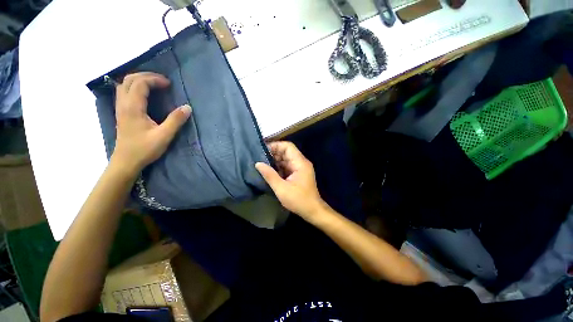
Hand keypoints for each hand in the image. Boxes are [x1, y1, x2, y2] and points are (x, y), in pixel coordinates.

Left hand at [111, 72, 191, 174]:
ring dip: (139, 80)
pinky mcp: (121, 113)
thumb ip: (176, 120)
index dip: (155, 80)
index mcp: (133, 107)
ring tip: (153, 84)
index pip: (140, 83)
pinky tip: (143, 93)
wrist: (126, 161)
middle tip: (162, 81)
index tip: (169, 85)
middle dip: (146, 76)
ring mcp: (120, 108)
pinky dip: (134, 87)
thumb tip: (187, 107)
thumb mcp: (164, 136)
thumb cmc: (144, 149)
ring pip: (124, 85)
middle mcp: (123, 104)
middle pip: (130, 80)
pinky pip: (124, 92)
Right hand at [255, 141, 326, 220]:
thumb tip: (258, 163)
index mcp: (300, 163)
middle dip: (273, 154)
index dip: (275, 146)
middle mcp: (301, 163)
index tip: (263, 150)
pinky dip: (278, 168)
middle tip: (259, 158)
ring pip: (286, 159)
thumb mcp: (282, 188)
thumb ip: (269, 175)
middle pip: (286, 152)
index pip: (288, 146)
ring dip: (275, 161)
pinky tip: (269, 171)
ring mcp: (300, 168)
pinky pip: (287, 166)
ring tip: (262, 164)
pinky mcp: (298, 174)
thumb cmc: (299, 200)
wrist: (313, 211)